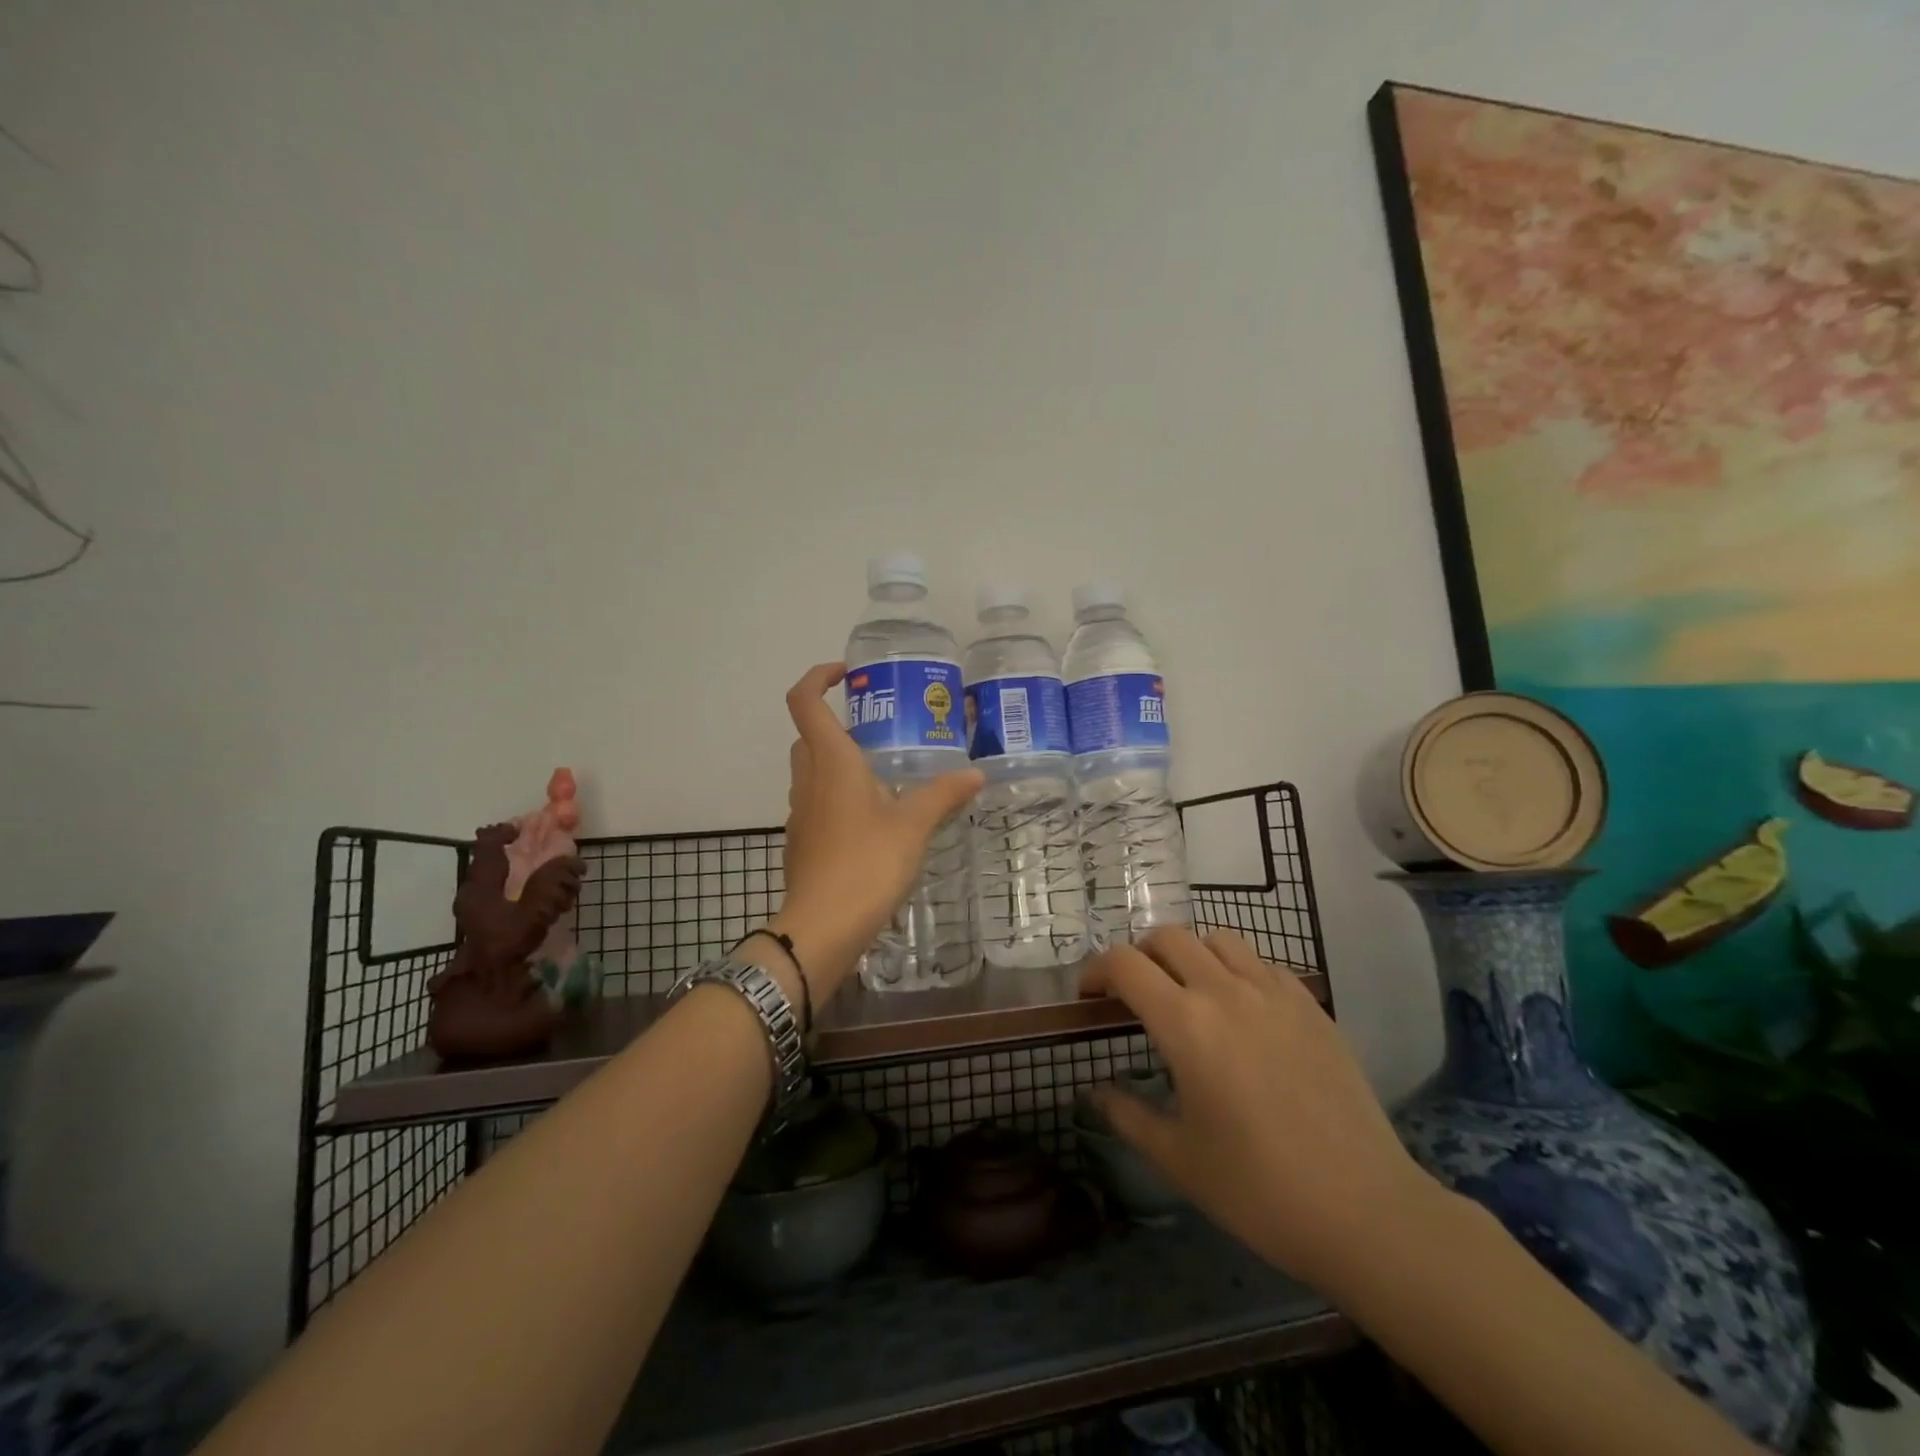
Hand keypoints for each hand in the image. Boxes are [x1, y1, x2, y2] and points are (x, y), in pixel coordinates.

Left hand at [769, 662, 982, 997]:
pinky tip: (874, 819)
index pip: (804, 701)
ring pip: (812, 769)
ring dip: (838, 761)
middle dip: (836, 723)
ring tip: (885, 773)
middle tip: (879, 729)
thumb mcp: (913, 826)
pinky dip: (839, 795)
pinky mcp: (803, 839)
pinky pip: (817, 801)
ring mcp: (800, 811)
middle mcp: (808, 778)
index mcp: (831, 761)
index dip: (818, 677)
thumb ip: (943, 795)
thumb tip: (976, 775)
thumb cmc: (866, 864)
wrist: (822, 927)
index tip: (848, 674)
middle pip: (809, 734)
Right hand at [1080, 927, 1443, 1294]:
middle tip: (1135, 993)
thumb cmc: (1258, 1190)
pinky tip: (1243, 1012)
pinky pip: (1262, 963)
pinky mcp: (1311, 1006)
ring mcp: (1274, 993)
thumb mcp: (1178, 1159)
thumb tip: (1096, 1092)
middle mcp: (1225, 991)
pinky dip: (1237, 970)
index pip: (1124, 964)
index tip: (1088, 996)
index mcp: (1185, 1023)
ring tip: (1189, 992)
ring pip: (1218, 938)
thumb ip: (1127, 1115)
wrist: (1365, 1212)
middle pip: (1168, 936)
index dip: (1096, 970)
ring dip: (1190, 953)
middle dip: (1139, 954)